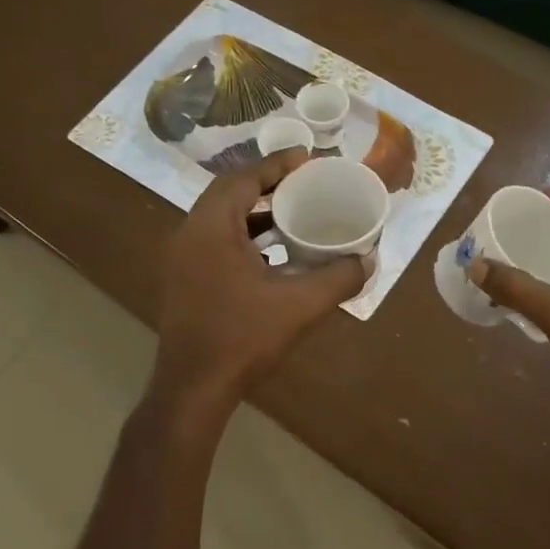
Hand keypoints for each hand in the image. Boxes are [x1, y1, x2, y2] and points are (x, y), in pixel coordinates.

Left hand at [154, 150, 367, 409]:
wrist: (193, 389)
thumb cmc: (242, 339)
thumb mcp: (299, 306)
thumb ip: (338, 278)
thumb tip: (368, 260)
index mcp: (210, 229)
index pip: (242, 179)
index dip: (276, 165)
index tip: (307, 159)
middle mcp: (188, 235)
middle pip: (228, 194)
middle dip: (266, 184)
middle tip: (302, 183)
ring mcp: (181, 260)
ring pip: (220, 220)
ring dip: (254, 213)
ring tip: (292, 214)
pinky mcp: (183, 281)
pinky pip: (214, 243)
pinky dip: (243, 238)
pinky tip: (272, 255)